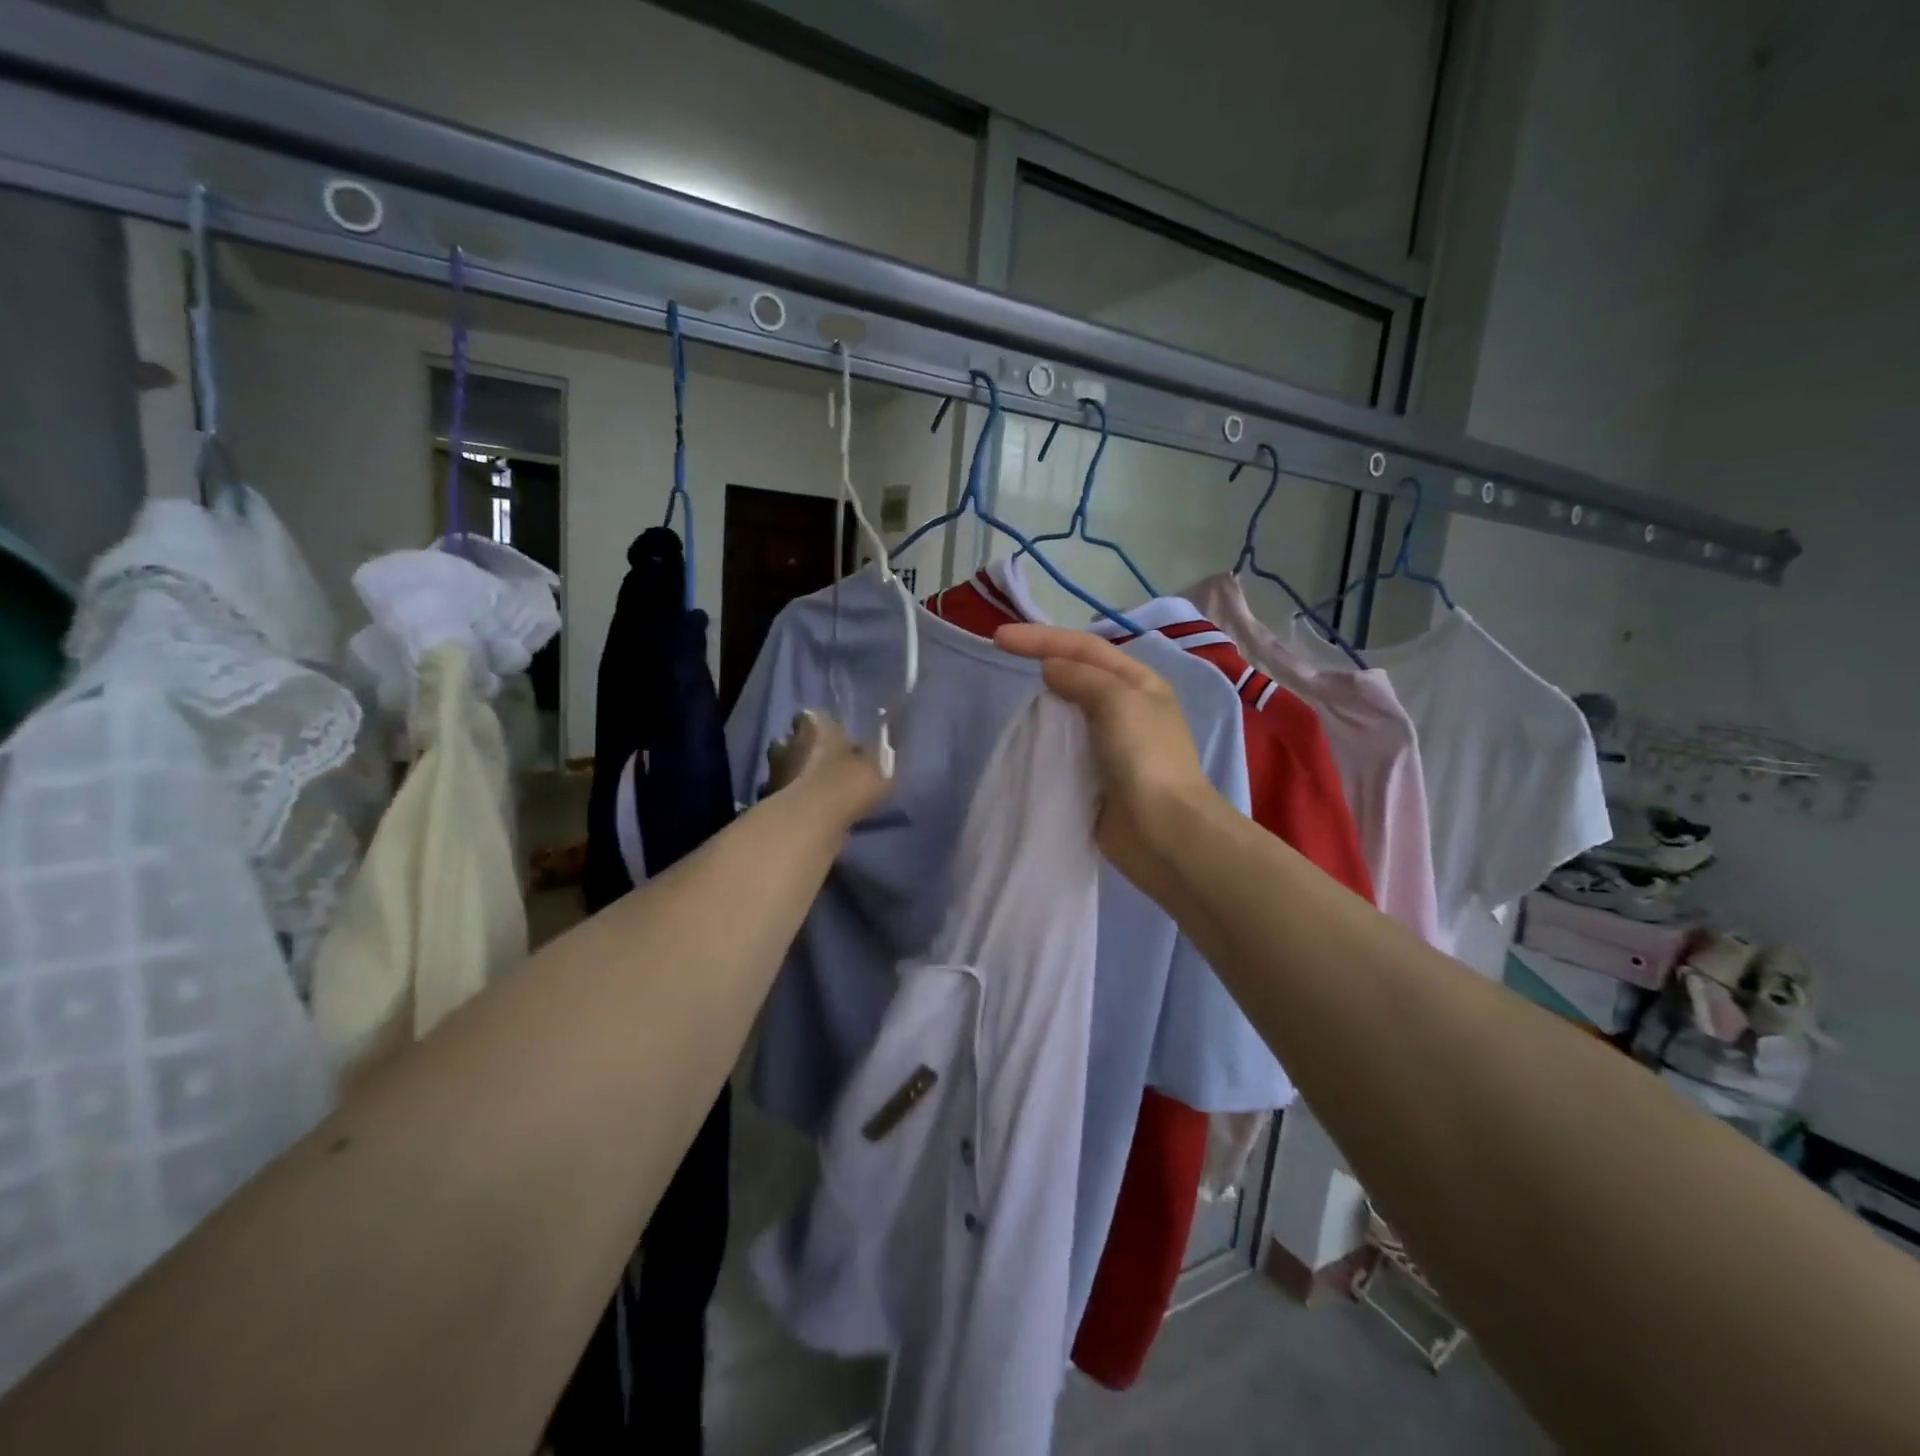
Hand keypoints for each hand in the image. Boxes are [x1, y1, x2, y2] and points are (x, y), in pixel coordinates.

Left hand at [765, 709, 890, 825]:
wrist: (809, 821)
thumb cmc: (847, 785)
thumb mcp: (878, 773)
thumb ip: (874, 764)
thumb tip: (873, 761)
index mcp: (815, 726)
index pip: (812, 717)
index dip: (823, 729)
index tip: (838, 742)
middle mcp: (789, 741)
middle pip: (794, 740)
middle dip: (807, 750)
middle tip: (827, 768)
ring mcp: (774, 770)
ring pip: (785, 766)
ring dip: (797, 775)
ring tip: (817, 793)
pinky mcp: (766, 797)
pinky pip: (781, 793)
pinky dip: (790, 799)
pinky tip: (807, 811)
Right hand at [993, 623, 1214, 891]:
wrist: (1163, 833)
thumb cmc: (1145, 758)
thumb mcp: (1117, 702)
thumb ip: (1081, 678)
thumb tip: (1051, 668)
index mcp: (1139, 684)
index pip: (1085, 648)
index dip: (1041, 638)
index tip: (998, 638)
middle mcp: (1128, 709)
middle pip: (1078, 675)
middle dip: (1042, 663)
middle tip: (1003, 661)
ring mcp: (1112, 746)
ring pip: (1069, 712)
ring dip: (1043, 703)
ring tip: (1012, 699)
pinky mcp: (1097, 777)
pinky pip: (1065, 748)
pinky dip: (1045, 740)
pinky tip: (1026, 739)